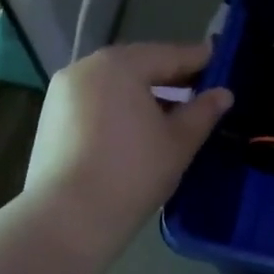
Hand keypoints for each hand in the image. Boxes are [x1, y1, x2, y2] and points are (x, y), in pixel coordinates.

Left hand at [25, 41, 233, 252]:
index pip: (168, 55)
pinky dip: (117, 107)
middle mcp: (86, 68)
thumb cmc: (132, 173)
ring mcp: (62, 92)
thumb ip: (203, 112)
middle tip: (199, 88)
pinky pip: (94, 101)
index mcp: (119, 65)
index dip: (198, 60)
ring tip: (170, 111)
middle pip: (137, 65)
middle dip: (169, 76)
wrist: (68, 218)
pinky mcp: (50, 118)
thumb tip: (223, 94)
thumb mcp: (178, 142)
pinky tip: (135, 128)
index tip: (220, 62)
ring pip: (113, 84)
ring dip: (141, 92)